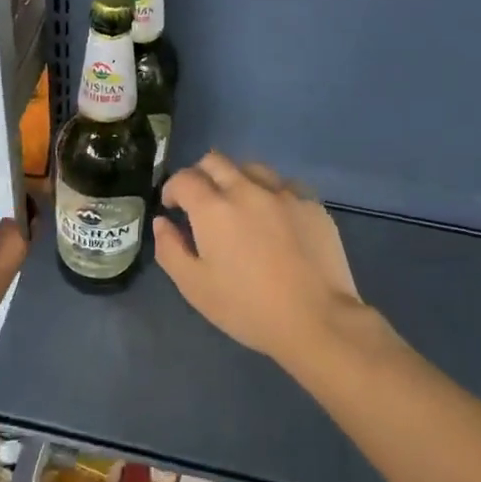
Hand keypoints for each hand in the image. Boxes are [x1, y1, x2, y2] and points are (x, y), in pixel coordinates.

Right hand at [154, 153, 360, 367]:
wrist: (317, 320)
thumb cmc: (247, 307)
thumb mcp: (194, 286)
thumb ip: (170, 248)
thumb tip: (163, 222)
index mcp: (213, 208)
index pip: (184, 178)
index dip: (172, 189)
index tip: (173, 207)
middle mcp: (247, 190)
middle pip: (216, 161)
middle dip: (201, 176)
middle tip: (201, 203)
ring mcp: (284, 194)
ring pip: (253, 168)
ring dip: (237, 180)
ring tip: (240, 206)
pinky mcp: (312, 205)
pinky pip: (285, 186)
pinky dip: (271, 194)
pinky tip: (275, 218)